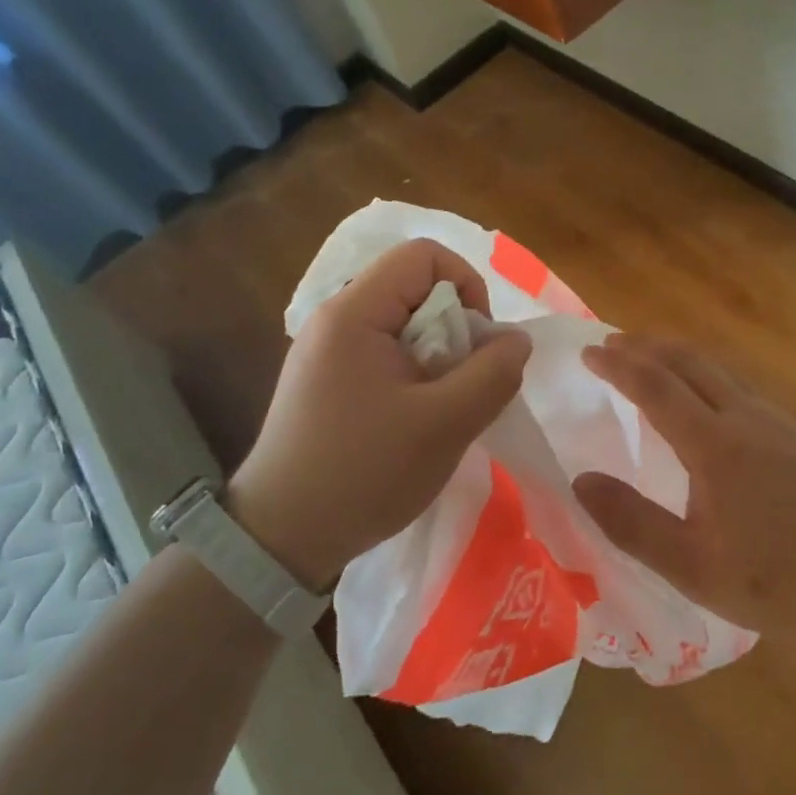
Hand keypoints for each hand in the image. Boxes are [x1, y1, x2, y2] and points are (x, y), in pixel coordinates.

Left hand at [227, 240, 531, 590]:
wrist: (279, 539)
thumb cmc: (363, 474)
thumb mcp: (445, 425)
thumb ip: (493, 373)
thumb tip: (516, 339)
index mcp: (354, 312)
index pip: (424, 255)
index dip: (466, 284)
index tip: (476, 341)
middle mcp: (335, 318)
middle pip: (415, 287)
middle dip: (455, 327)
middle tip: (461, 383)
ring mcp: (326, 349)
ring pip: (404, 322)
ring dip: (438, 354)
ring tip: (440, 406)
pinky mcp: (326, 378)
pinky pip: (384, 350)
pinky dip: (414, 371)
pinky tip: (414, 417)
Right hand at [573, 334, 795, 642]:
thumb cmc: (774, 581)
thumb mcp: (691, 566)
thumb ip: (632, 522)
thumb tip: (580, 481)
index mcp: (715, 444)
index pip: (657, 386)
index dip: (619, 365)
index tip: (589, 352)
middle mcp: (745, 417)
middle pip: (690, 362)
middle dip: (646, 346)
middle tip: (611, 343)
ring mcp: (775, 421)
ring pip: (718, 369)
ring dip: (677, 356)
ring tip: (649, 358)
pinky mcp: (794, 433)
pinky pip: (738, 384)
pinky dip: (704, 373)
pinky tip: (704, 396)